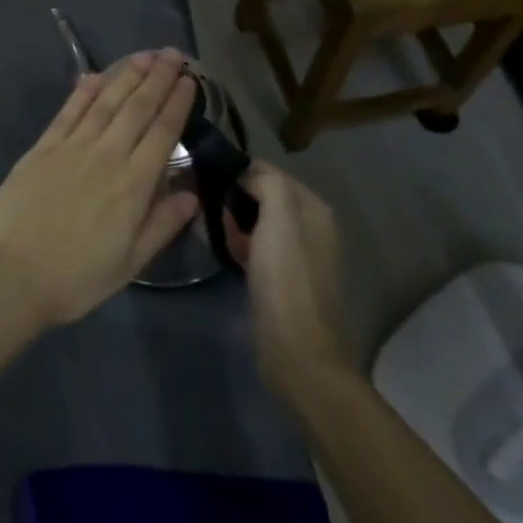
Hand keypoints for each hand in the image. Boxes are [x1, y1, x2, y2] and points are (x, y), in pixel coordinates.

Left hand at [0, 51, 198, 330]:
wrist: (11, 274)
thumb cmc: (75, 277)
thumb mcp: (129, 263)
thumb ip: (162, 225)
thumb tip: (192, 194)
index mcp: (133, 185)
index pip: (162, 133)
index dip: (177, 103)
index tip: (190, 80)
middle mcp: (107, 155)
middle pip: (137, 108)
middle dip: (158, 78)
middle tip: (173, 55)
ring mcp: (72, 147)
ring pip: (105, 101)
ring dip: (126, 75)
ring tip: (144, 56)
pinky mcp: (43, 147)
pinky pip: (68, 111)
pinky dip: (84, 91)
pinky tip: (95, 75)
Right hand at [223, 162, 356, 402]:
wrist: (296, 351)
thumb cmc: (286, 279)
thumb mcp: (278, 218)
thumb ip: (266, 182)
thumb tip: (245, 173)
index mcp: (313, 208)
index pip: (269, 171)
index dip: (240, 172)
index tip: (209, 178)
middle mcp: (310, 227)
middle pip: (263, 195)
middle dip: (236, 197)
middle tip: (209, 205)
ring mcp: (297, 255)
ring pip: (257, 221)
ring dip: (235, 221)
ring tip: (213, 227)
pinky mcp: (282, 279)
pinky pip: (256, 247)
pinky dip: (240, 243)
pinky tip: (226, 250)